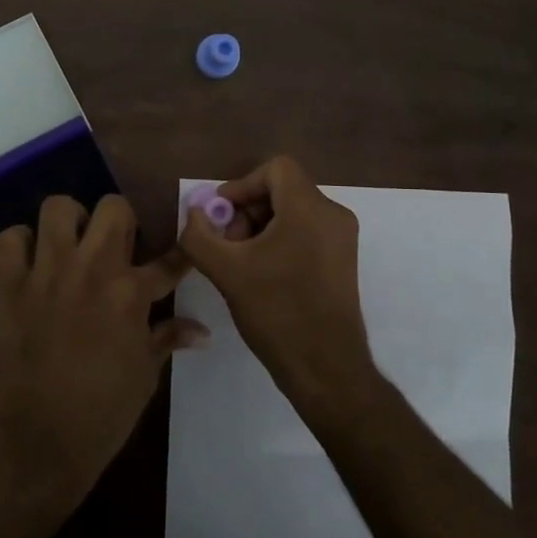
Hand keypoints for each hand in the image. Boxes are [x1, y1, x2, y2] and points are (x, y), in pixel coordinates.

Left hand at [0, 194, 206, 503]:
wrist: (40, 442)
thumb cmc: (103, 413)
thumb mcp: (146, 375)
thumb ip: (168, 338)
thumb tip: (201, 330)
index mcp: (131, 293)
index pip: (169, 260)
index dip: (182, 253)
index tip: (185, 247)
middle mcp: (91, 269)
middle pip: (113, 207)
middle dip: (121, 220)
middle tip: (117, 247)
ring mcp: (48, 273)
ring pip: (58, 207)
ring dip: (69, 221)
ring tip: (72, 244)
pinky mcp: (11, 286)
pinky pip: (8, 241)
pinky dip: (19, 244)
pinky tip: (30, 261)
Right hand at [177, 156, 380, 420]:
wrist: (326, 368)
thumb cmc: (277, 312)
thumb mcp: (226, 271)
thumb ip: (199, 235)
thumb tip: (193, 213)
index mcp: (310, 208)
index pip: (275, 169)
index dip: (241, 185)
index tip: (220, 217)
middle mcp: (333, 215)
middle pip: (283, 190)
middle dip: (247, 211)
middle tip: (226, 244)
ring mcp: (342, 239)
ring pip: (293, 212)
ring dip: (260, 228)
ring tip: (240, 263)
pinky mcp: (343, 261)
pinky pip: (306, 232)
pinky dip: (280, 241)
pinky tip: (261, 274)